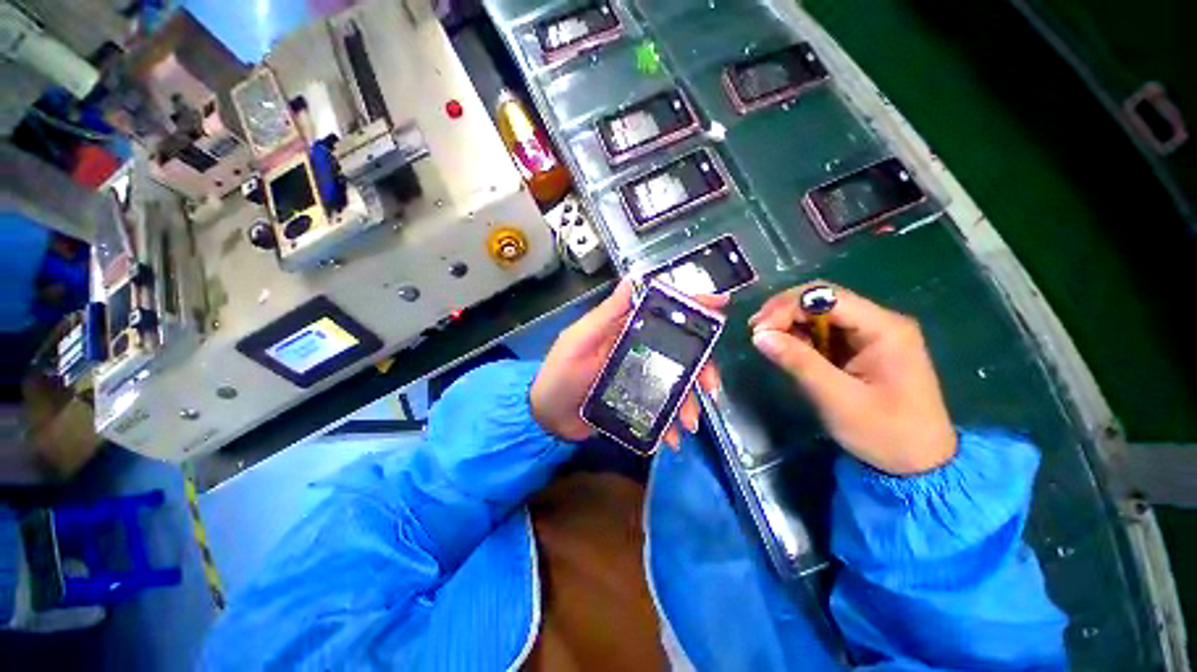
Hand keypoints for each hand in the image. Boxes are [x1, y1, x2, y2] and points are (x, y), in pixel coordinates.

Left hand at [531, 279, 723, 449]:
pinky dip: (671, 422)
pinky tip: (673, 438)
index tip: (721, 305)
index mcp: (626, 330)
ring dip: (689, 402)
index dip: (692, 305)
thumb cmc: (560, 374)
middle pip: (680, 350)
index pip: (662, 312)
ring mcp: (640, 377)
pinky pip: (663, 408)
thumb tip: (632, 279)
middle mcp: (638, 349)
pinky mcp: (638, 401)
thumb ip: (606, 314)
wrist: (548, 418)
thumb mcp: (580, 341)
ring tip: (689, 424)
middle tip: (711, 388)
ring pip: (676, 382)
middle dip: (702, 367)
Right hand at [748, 282, 955, 474]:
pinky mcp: (861, 349)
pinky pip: (825, 332)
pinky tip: (786, 349)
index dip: (787, 307)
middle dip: (785, 311)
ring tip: (766, 341)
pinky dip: (801, 337)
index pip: (827, 297)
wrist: (918, 464)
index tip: (758, 330)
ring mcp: (871, 335)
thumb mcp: (837, 398)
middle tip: (756, 332)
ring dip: (790, 323)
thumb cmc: (884, 433)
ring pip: (821, 314)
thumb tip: (759, 335)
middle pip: (823, 300)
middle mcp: (879, 322)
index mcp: (884, 328)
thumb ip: (798, 362)